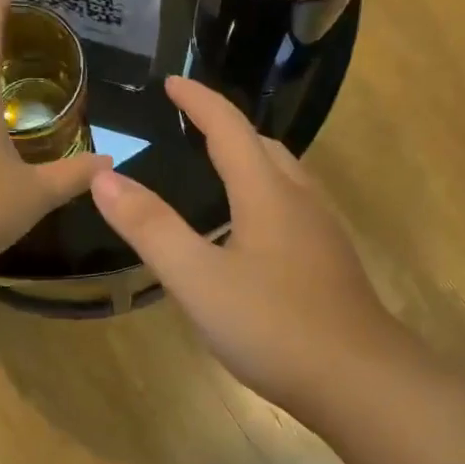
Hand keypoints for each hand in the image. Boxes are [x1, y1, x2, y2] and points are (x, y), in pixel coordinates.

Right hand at [90, 76, 407, 417]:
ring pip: (285, 178)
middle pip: (264, 147)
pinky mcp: (331, 263)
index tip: (171, 83)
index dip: (199, 101)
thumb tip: (105, 179)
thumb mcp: (198, 281)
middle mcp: (301, 201)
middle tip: (191, 127)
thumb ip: (152, 228)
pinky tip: (250, 233)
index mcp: (267, 194)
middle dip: (227, 129)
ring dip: (251, 162)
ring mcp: (323, 233)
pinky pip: (294, 209)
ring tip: (217, 172)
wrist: (358, 380)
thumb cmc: (273, 327)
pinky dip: (265, 198)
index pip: (229, 129)